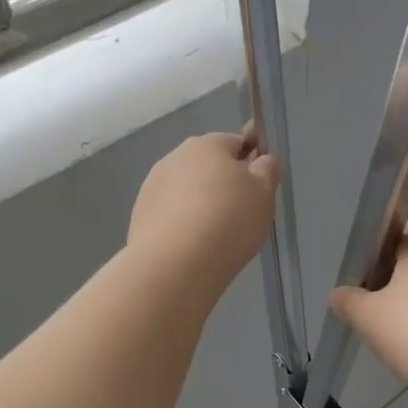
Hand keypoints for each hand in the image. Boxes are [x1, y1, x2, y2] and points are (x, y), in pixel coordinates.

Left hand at [129, 132, 279, 295]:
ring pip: (186, 191)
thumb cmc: (228, 220)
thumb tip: (261, 160)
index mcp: (206, 144)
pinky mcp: (140, 215)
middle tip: (240, 216)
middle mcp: (174, 158)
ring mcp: (152, 186)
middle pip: (207, 167)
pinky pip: (170, 215)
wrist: (175, 264)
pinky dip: (182, 225)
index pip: (235, 143)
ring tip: (215, 237)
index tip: (258, 191)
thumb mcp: (264, 193)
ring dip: (200, 205)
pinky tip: (192, 247)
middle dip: (223, 186)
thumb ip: (267, 170)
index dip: (250, 164)